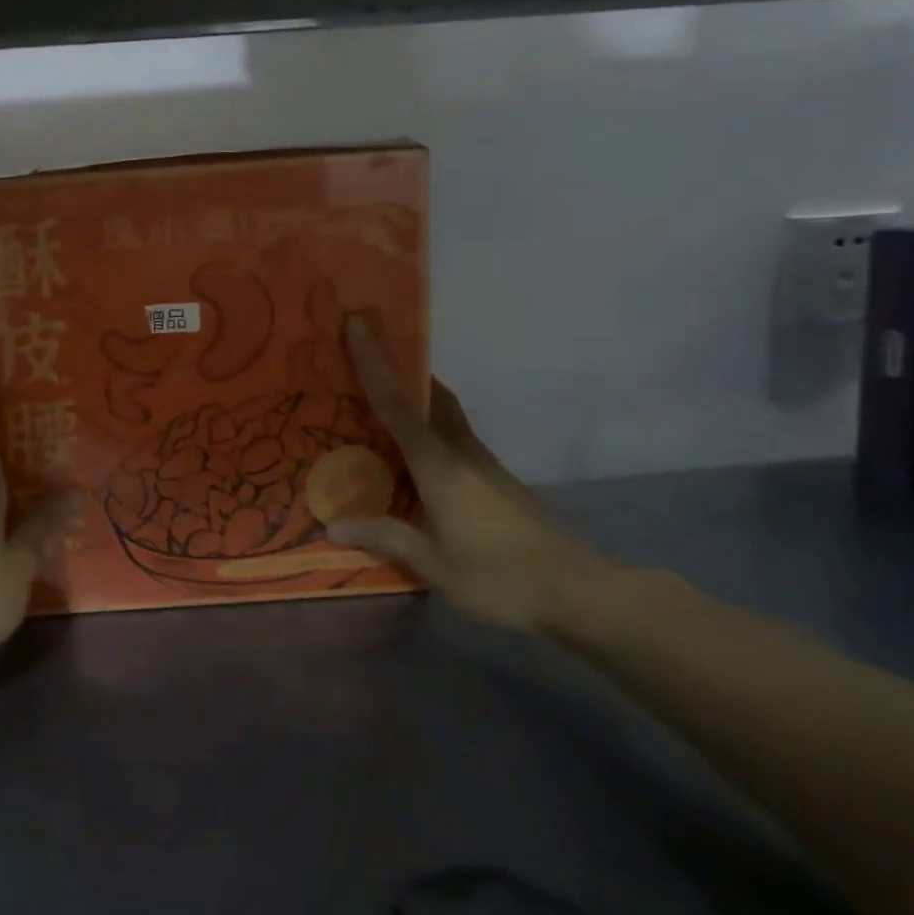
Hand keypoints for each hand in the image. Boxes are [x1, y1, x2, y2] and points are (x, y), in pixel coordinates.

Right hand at [327, 316, 605, 634]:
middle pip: (428, 395)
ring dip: (413, 397)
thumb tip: (333, 526)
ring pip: (443, 414)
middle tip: (362, 356)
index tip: (357, 323)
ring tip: (376, 405)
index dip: (375, 362)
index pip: (398, 403)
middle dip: (398, 368)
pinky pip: (452, 437)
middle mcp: (461, 452)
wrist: (580, 591)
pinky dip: (426, 428)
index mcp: (439, 464)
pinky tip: (412, 458)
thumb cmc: (501, 576)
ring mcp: (483, 463)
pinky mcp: (495, 480)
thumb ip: (385, 538)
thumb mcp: (435, 565)